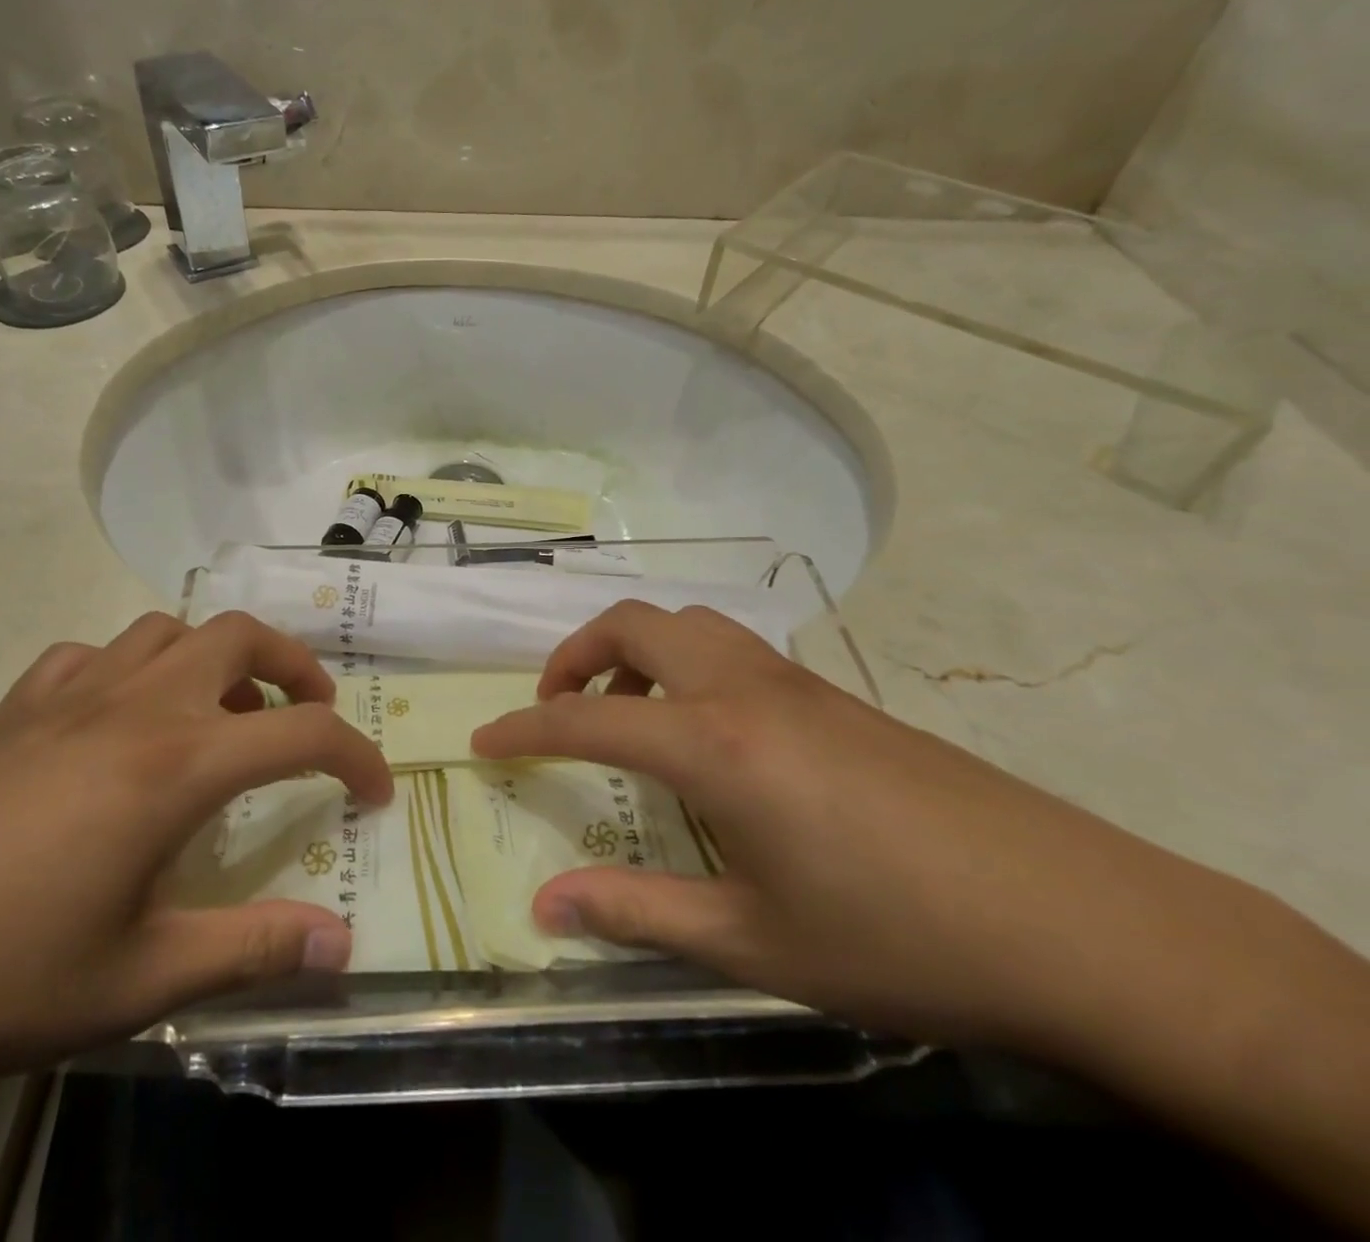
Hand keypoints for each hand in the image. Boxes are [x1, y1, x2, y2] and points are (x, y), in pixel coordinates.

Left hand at [0, 613, 392, 1098]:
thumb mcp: (137, 980)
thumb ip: (250, 950)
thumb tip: (339, 946)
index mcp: (176, 764)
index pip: (303, 734)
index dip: (355, 758)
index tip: (376, 792)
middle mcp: (134, 707)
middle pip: (240, 637)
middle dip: (294, 667)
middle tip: (308, 717)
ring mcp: (67, 697)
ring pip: (167, 630)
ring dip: (213, 659)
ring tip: (219, 718)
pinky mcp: (11, 711)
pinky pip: (91, 657)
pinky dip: (130, 670)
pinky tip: (118, 724)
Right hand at [469, 601, 1283, 1054]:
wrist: (1080, 924)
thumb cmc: (899, 939)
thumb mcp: (753, 940)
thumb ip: (637, 912)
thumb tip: (544, 908)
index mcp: (714, 743)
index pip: (587, 719)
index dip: (525, 728)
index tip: (484, 740)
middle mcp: (745, 689)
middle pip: (634, 623)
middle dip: (576, 655)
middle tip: (557, 709)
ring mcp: (795, 683)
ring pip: (687, 623)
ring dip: (634, 652)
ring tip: (627, 715)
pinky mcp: (835, 696)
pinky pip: (731, 649)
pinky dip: (685, 666)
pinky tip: (706, 737)